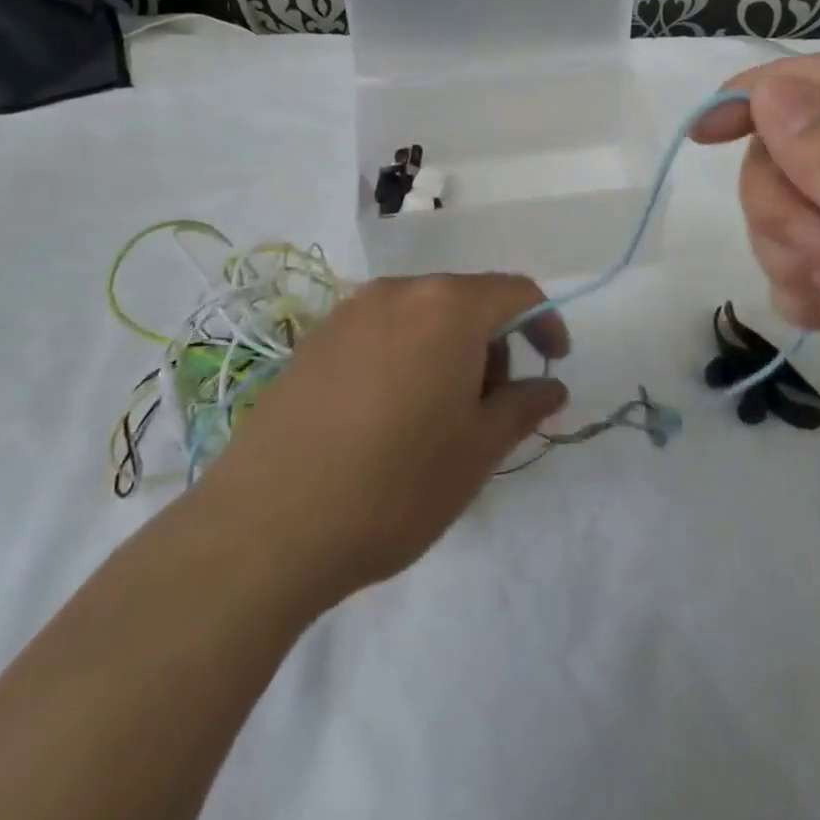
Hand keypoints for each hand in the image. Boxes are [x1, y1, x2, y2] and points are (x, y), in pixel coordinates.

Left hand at [198, 274, 569, 608]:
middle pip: (466, 301)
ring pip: (422, 316)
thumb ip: (523, 407)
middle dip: (493, 344)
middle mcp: (398, 291)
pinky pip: (381, 332)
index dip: (545, 322)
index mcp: (447, 306)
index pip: (516, 292)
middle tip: (492, 408)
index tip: (555, 363)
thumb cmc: (394, 485)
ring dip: (448, 352)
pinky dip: (406, 357)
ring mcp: (349, 313)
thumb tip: (551, 387)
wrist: (264, 527)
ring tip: (438, 419)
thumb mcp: (477, 451)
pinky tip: (388, 418)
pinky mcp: (314, 340)